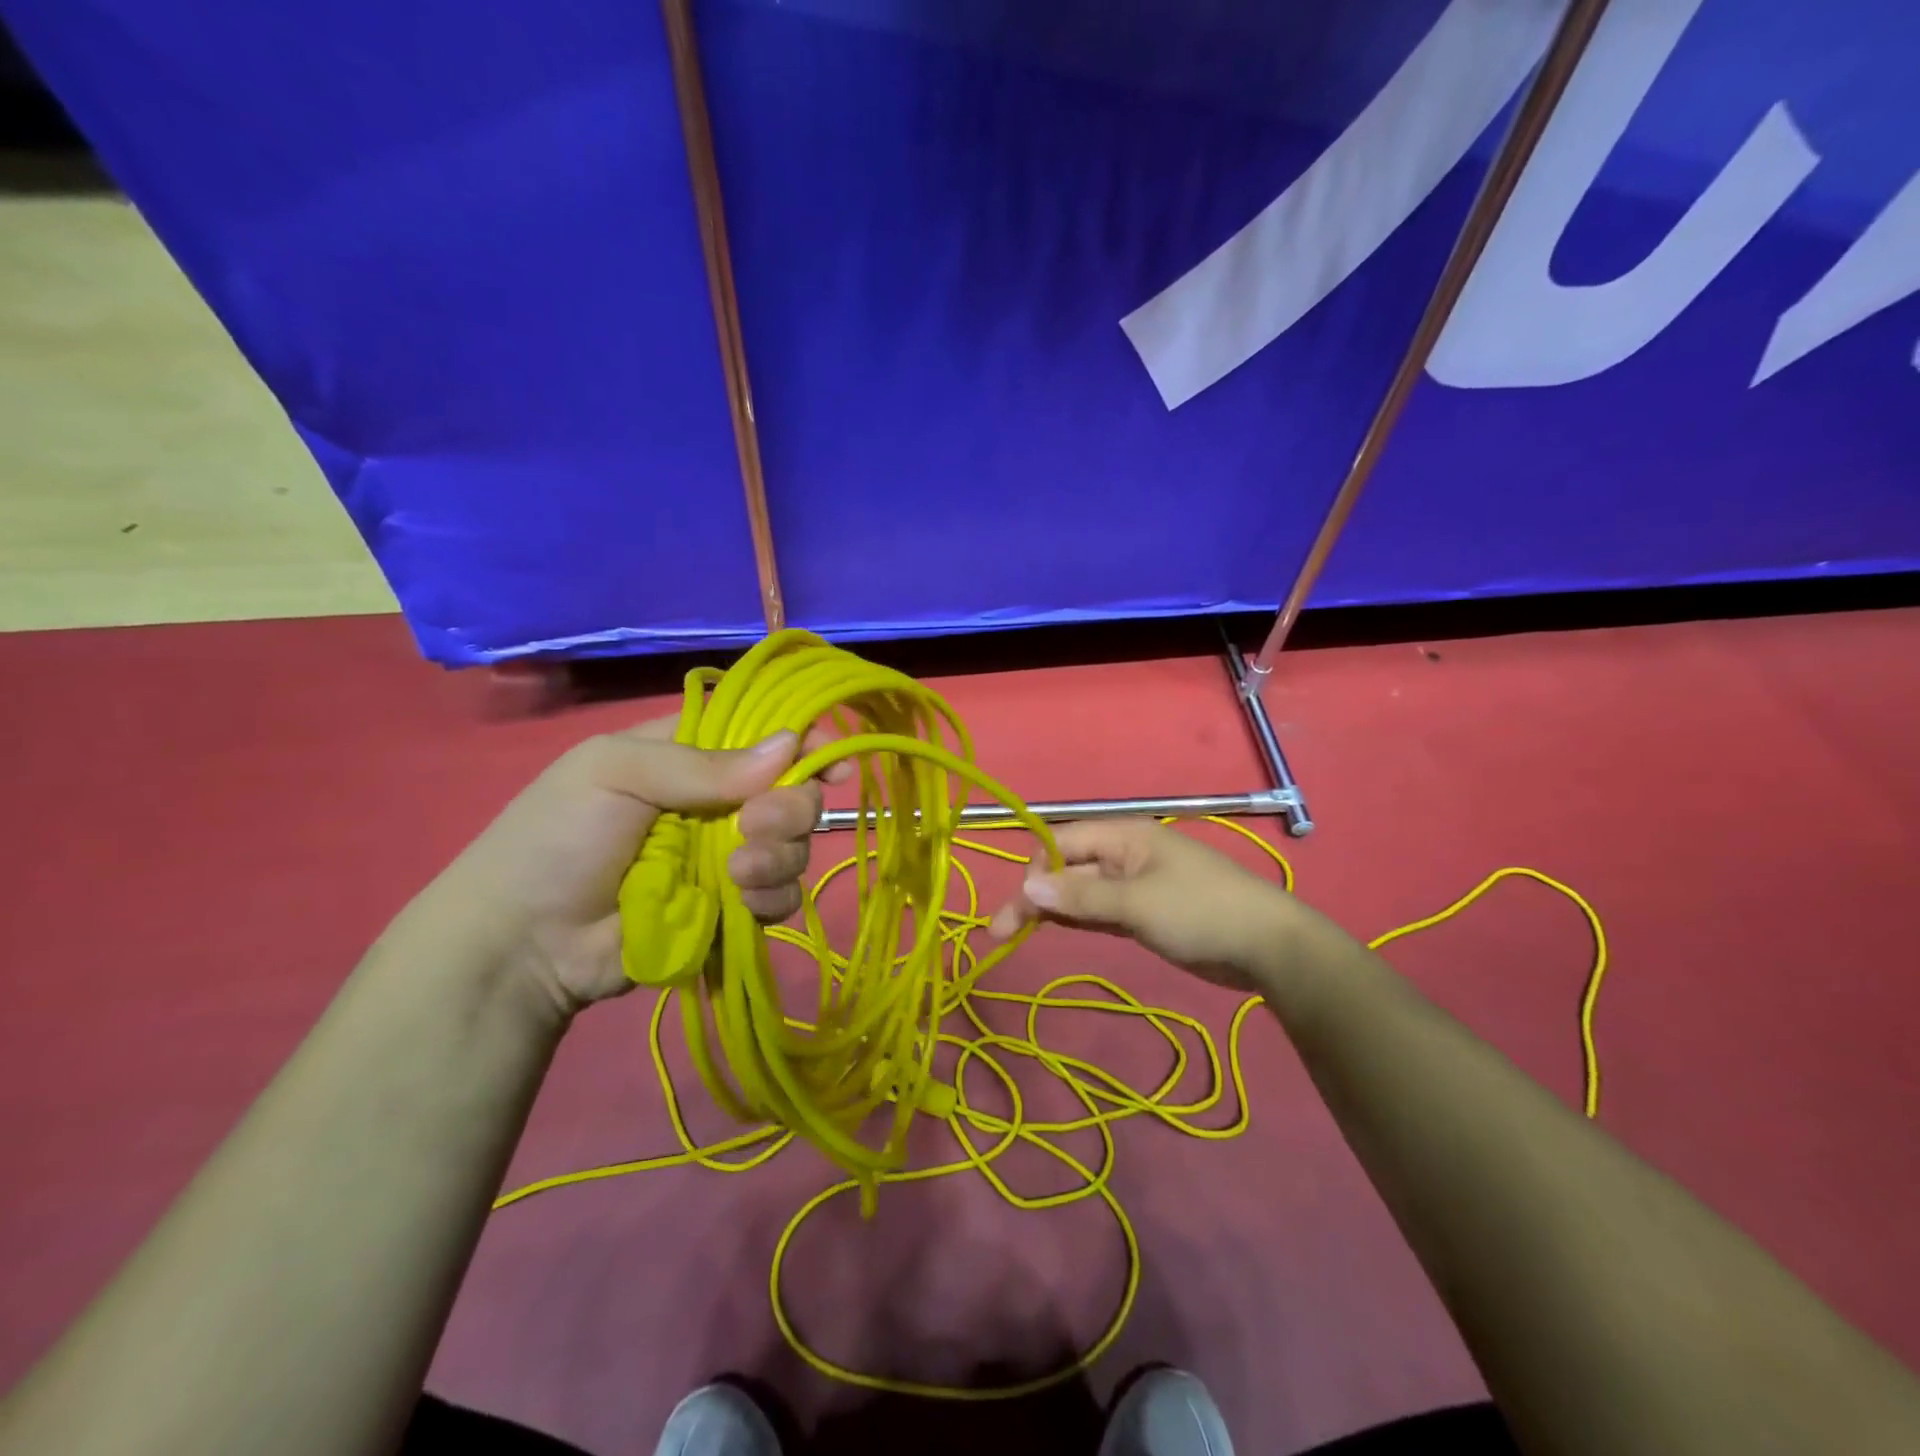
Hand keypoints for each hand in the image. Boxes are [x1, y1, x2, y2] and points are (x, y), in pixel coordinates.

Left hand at [408, 717, 835, 1018]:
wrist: (523, 945)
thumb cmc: (556, 839)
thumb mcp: (615, 774)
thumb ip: (703, 763)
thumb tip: (790, 745)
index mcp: (690, 755)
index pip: (763, 734)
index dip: (804, 742)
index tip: (832, 763)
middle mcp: (718, 801)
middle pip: (792, 792)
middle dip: (789, 809)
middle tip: (755, 827)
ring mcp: (727, 857)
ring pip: (794, 846)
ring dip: (778, 858)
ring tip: (734, 876)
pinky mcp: (730, 908)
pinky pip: (779, 897)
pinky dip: (770, 899)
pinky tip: (740, 904)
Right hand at [988, 818, 1310, 990]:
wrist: (1268, 946)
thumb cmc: (1200, 912)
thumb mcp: (1137, 903)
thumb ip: (1080, 897)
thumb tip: (1025, 888)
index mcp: (1123, 836)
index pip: (1062, 842)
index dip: (1034, 869)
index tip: (1017, 905)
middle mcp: (1124, 854)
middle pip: (1066, 869)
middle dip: (1034, 896)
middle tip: (999, 932)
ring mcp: (1134, 884)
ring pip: (1080, 892)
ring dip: (1050, 910)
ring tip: (1012, 934)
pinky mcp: (1144, 912)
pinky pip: (1099, 909)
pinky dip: (1076, 918)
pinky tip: (1053, 930)